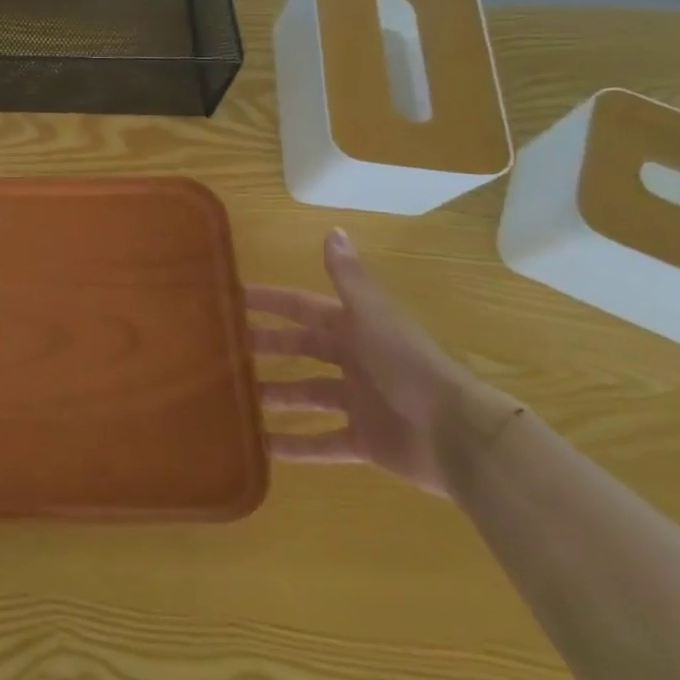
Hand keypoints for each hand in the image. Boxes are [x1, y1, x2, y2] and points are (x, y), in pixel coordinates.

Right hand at [247, 229, 522, 495]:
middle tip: (221, 351)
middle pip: (300, 351)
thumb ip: (349, 279)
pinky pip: (322, 443)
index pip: (301, 308)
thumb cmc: (408, 366)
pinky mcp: (365, 442)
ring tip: (233, 400)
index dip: (269, 302)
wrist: (458, 435)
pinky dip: (296, 447)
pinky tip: (262, 448)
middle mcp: (354, 361)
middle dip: (264, 349)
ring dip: (274, 397)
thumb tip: (333, 230)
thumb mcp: (373, 316)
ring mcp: (359, 403)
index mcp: (354, 328)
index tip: (230, 299)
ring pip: (306, 396)